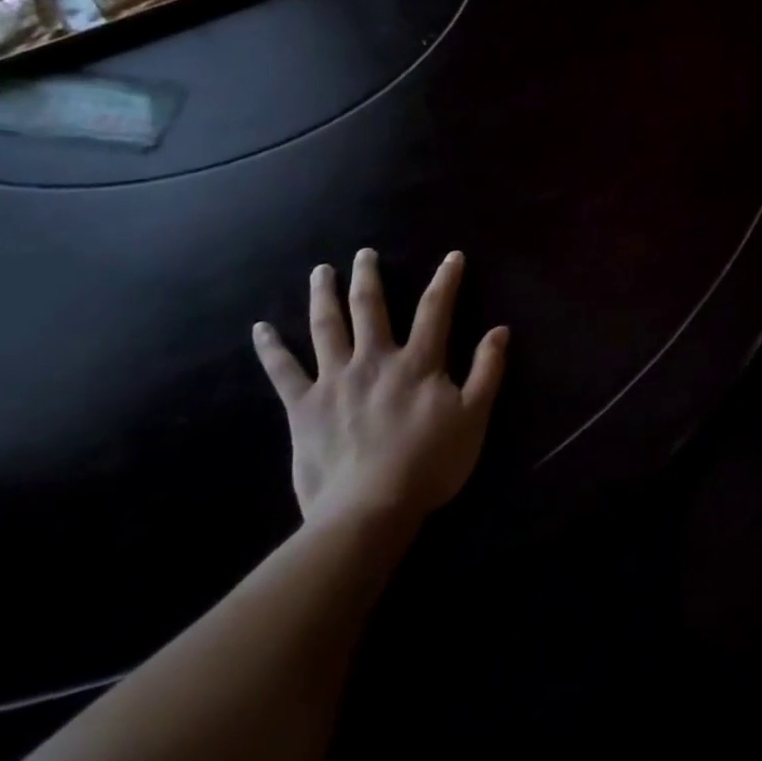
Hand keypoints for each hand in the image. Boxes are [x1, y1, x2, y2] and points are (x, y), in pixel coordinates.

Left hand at [253, 249, 507, 539]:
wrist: (370, 507)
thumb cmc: (430, 462)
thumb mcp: (474, 416)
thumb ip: (487, 370)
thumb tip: (501, 330)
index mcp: (418, 362)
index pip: (435, 309)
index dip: (446, 280)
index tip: (452, 256)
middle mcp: (374, 360)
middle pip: (370, 307)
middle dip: (369, 276)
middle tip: (364, 253)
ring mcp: (335, 380)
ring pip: (327, 327)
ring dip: (323, 295)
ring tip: (320, 271)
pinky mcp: (304, 407)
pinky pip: (283, 372)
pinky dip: (271, 349)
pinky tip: (261, 329)